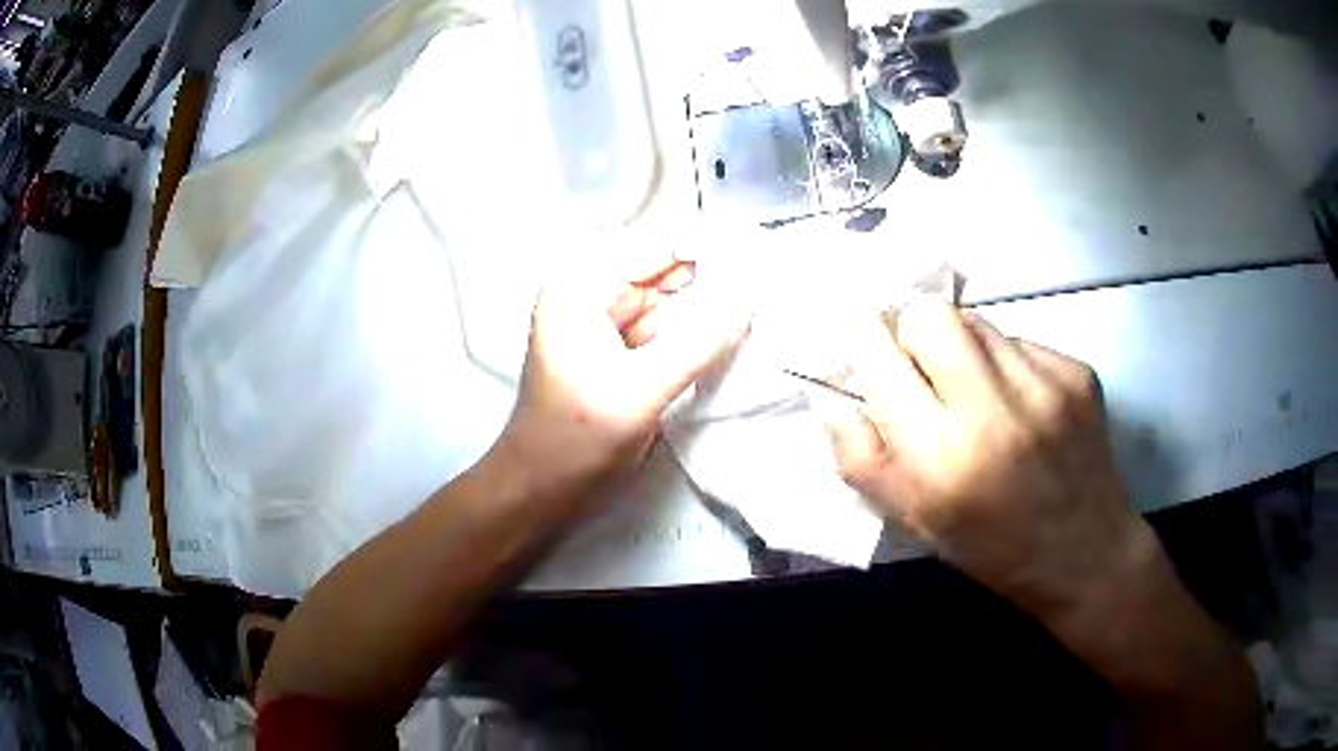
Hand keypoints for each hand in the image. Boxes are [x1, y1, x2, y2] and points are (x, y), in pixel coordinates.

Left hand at [493, 247, 748, 509]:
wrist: (542, 492)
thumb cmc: (575, 440)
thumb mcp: (640, 389)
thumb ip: (699, 341)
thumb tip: (749, 296)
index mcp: (582, 286)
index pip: (658, 246)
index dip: (711, 246)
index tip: (764, 252)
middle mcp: (594, 296)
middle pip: (668, 273)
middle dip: (717, 279)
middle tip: (772, 282)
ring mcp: (610, 327)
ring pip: (675, 304)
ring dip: (714, 309)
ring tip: (765, 307)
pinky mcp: (626, 356)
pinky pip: (671, 334)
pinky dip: (701, 336)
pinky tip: (738, 336)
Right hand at [825, 298, 1157, 619]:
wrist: (1086, 555)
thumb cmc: (992, 549)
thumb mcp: (914, 521)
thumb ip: (862, 460)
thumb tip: (831, 398)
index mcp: (942, 459)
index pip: (881, 358)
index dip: (867, 348)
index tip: (872, 357)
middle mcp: (994, 411)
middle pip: (929, 315)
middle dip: (913, 335)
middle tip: (925, 372)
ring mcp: (1044, 385)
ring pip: (977, 321)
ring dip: (962, 348)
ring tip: (978, 393)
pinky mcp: (1077, 373)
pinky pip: (1020, 341)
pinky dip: (1006, 363)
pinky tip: (1022, 405)